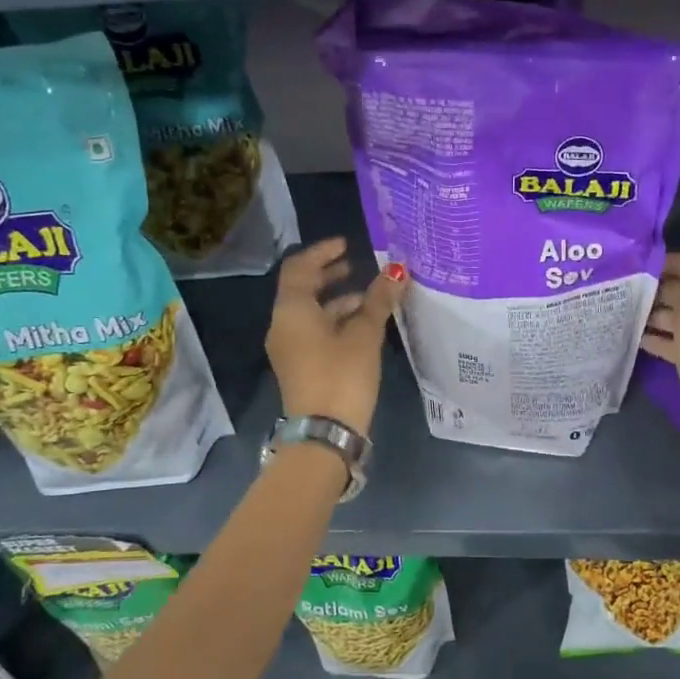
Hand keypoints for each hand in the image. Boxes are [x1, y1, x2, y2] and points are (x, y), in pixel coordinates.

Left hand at [266, 238, 404, 436]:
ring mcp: (289, 347)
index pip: (300, 267)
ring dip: (337, 299)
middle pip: (302, 288)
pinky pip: (314, 331)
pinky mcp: (299, 365)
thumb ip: (378, 300)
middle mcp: (283, 324)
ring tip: (370, 296)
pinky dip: (335, 320)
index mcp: (292, 310)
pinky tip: (362, 325)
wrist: (324, 434)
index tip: (348, 244)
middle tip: (357, 264)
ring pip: (310, 312)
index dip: (323, 252)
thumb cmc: (342, 376)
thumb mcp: (364, 335)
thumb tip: (396, 271)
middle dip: (330, 274)